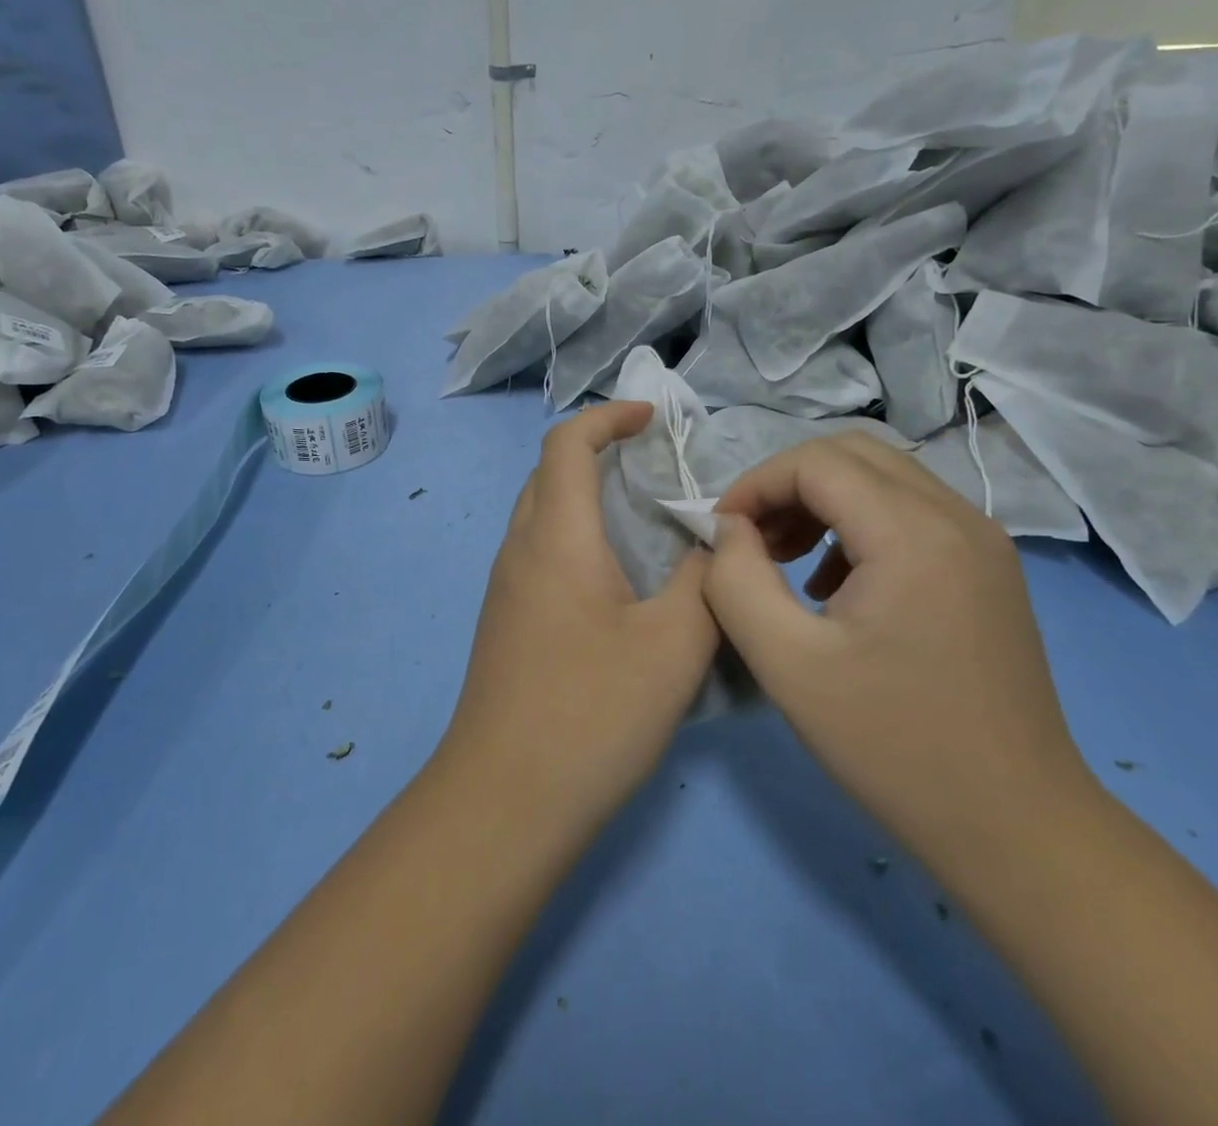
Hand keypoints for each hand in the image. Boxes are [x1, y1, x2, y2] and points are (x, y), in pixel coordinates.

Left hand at [442, 402, 719, 832]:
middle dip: (599, 452)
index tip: (653, 418)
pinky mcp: (506, 622)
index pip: (567, 443)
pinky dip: (577, 536)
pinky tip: (617, 581)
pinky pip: (540, 552)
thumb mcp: (673, 645)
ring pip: (542, 514)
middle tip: (656, 467)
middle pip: (549, 472)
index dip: (609, 416)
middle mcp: (520, 549)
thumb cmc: (590, 713)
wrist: (504, 800)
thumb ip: (704, 580)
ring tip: (646, 520)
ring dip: (587, 496)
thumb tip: (714, 540)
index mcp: (556, 536)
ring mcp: (505, 588)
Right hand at [706, 432, 1091, 871]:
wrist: (1016, 827)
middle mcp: (958, 516)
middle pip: (852, 453)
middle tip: (751, 538)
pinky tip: (836, 583)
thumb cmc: (892, 747)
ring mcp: (982, 538)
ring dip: (821, 499)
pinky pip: (910, 509)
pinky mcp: (988, 566)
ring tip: (786, 558)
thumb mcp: (786, 663)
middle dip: (786, 483)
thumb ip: (736, 580)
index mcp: (914, 534)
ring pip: (882, 476)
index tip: (719, 532)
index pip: (815, 462)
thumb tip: (728, 528)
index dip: (755, 484)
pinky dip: (858, 521)